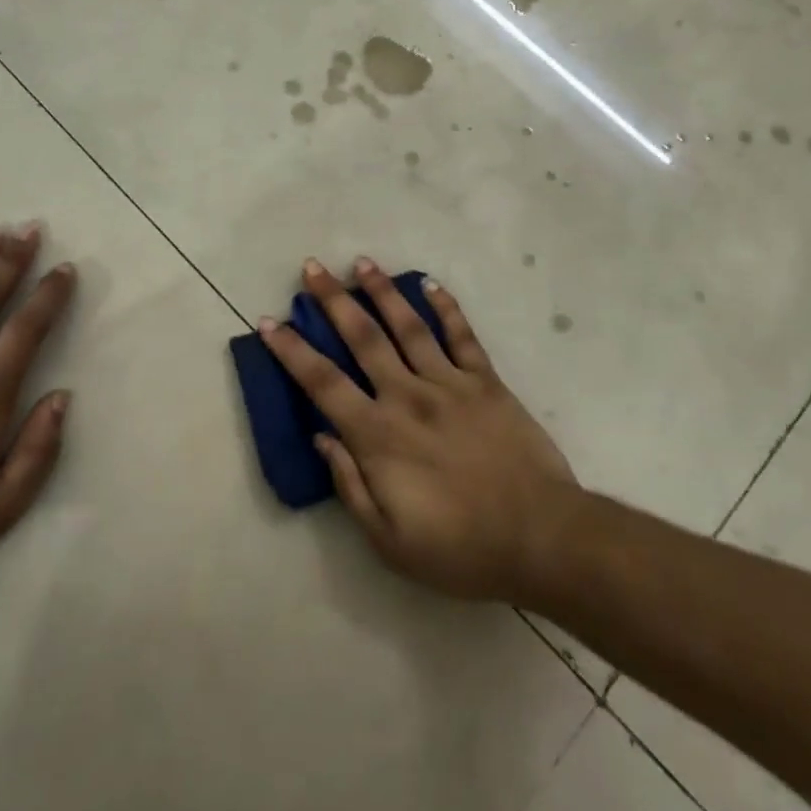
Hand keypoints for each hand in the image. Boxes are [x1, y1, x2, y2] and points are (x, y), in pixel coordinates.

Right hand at [260, 257, 579, 602]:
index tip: (270, 321)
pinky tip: (430, 284)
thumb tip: (322, 436)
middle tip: (313, 268)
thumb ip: (350, 485)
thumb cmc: (460, 548)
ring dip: (382, 292)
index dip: (291, 350)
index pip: (322, 383)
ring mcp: (450, 383)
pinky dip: (446, 307)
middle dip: (333, 300)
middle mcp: (407, 396)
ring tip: (362, 262)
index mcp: (378, 435)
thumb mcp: (389, 540)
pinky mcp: (486, 382)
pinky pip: (462, 336)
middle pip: (362, 338)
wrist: (541, 538)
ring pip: (408, 326)